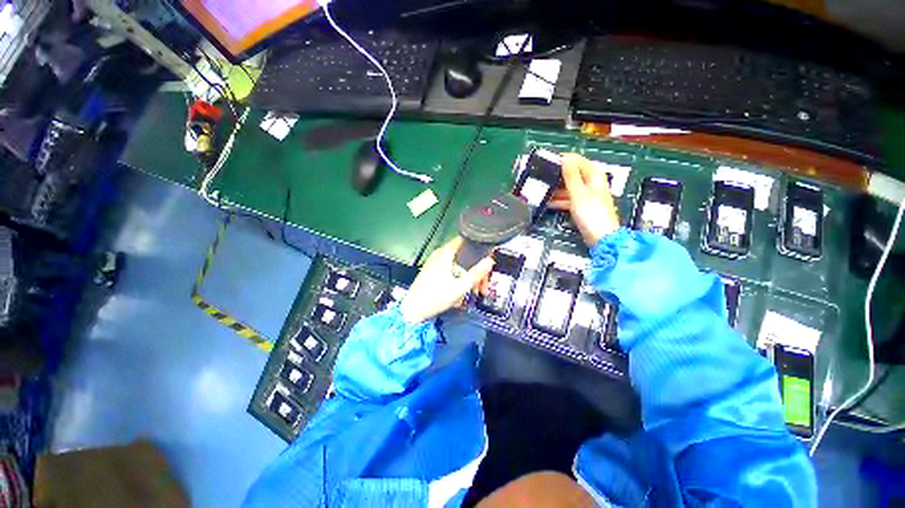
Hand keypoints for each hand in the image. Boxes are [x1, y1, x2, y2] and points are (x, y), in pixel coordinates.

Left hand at [399, 237, 494, 323]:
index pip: (465, 241)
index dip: (479, 248)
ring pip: (458, 266)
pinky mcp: (433, 272)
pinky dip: (458, 280)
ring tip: (473, 292)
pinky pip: (450, 272)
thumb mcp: (460, 287)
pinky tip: (460, 294)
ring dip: (468, 278)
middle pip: (464, 257)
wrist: (413, 311)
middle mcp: (439, 255)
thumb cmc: (434, 298)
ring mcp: (435, 263)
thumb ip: (476, 274)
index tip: (487, 259)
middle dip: (475, 270)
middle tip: (483, 285)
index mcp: (445, 253)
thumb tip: (489, 262)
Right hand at [549, 153, 619, 245]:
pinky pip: (568, 198)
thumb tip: (565, 158)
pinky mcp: (582, 206)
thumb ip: (571, 175)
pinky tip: (547, 203)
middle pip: (572, 174)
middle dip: (557, 176)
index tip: (546, 163)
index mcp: (593, 175)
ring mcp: (587, 195)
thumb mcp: (578, 192)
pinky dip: (559, 200)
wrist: (601, 236)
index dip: (562, 160)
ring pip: (568, 187)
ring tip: (541, 191)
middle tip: (540, 178)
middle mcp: (591, 182)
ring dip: (556, 189)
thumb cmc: (591, 213)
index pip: (576, 160)